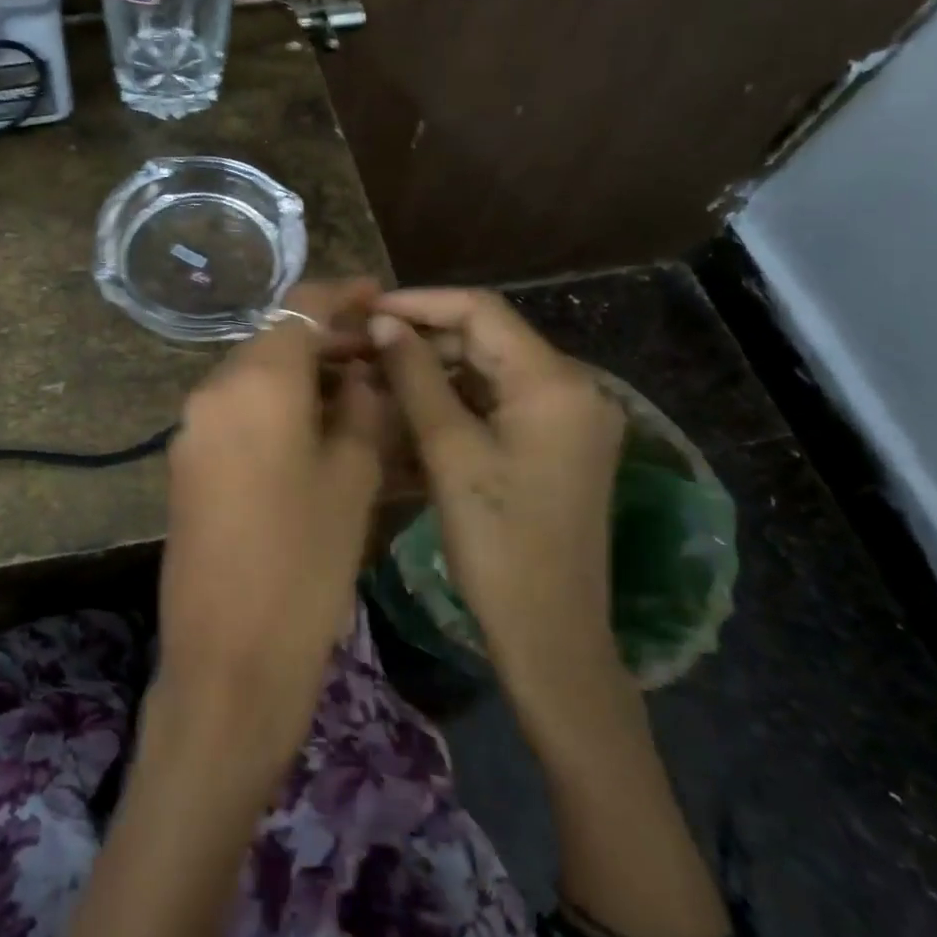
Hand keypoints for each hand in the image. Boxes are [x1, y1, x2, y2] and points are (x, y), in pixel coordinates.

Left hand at [153, 280, 385, 770]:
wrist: (229, 656)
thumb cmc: (305, 564)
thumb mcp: (352, 478)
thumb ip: (362, 409)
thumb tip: (363, 374)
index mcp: (256, 381)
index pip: (300, 306)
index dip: (343, 292)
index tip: (379, 293)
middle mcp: (212, 390)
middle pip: (273, 340)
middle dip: (325, 337)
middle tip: (379, 354)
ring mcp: (192, 427)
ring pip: (253, 376)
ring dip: (301, 373)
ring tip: (356, 392)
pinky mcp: (186, 461)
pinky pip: (236, 411)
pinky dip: (274, 405)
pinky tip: (312, 429)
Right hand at [370, 289, 628, 740]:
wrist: (550, 633)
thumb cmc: (497, 542)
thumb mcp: (449, 452)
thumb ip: (416, 377)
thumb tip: (384, 323)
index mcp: (555, 382)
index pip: (481, 311)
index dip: (419, 303)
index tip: (367, 311)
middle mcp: (573, 387)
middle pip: (487, 339)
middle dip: (422, 339)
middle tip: (362, 348)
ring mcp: (569, 418)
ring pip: (489, 371)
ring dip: (434, 371)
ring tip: (376, 377)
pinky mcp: (557, 444)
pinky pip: (499, 403)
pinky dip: (455, 402)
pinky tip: (410, 412)